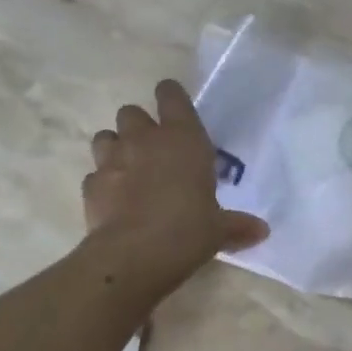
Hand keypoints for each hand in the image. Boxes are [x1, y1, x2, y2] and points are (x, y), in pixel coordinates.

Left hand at [83, 80, 268, 301]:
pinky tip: (114, 199)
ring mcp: (112, 160)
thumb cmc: (188, 229)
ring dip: (115, 147)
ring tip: (128, 167)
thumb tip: (261, 231)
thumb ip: (237, 225)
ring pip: (105, 136)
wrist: (135, 254)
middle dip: (139, 126)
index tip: (174, 106)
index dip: (171, 96)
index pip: (171, 96)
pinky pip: (94, 174)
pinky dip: (103, 182)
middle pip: (131, 112)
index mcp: (182, 138)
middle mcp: (144, 140)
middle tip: (153, 148)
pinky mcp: (90, 186)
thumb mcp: (219, 229)